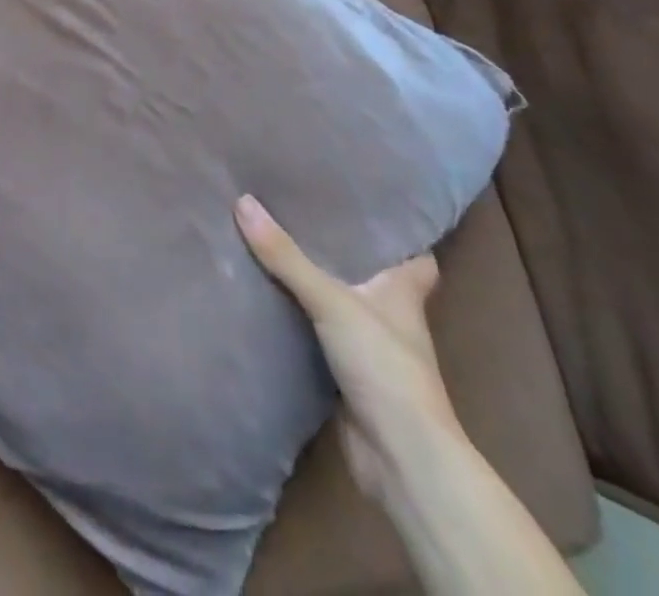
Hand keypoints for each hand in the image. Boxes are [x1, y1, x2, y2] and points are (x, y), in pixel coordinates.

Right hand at [236, 195, 455, 503]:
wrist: (400, 458)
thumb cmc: (383, 366)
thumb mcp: (331, 300)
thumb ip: (286, 256)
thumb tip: (243, 201)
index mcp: (403, 292)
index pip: (415, 256)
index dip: (398, 234)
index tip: (366, 206)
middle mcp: (390, 316)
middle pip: (369, 274)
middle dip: (341, 250)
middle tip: (299, 211)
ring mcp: (369, 348)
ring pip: (339, 303)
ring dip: (313, 282)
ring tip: (273, 241)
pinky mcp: (347, 374)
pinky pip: (316, 332)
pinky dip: (297, 317)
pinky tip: (266, 295)